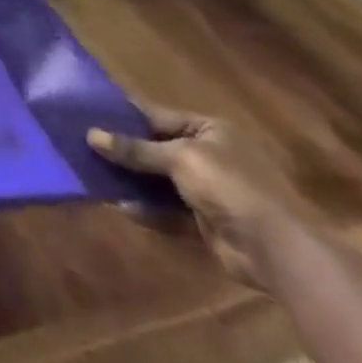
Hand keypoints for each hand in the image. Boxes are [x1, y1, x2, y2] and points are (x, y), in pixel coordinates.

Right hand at [88, 103, 318, 289]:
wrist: (278, 250)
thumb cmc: (230, 186)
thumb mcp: (178, 158)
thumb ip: (135, 148)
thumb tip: (91, 136)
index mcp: (210, 131)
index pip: (157, 116)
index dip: (123, 114)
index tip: (87, 112)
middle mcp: (210, 156)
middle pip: (155, 148)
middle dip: (123, 150)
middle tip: (82, 145)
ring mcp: (209, 190)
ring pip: (158, 180)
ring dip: (131, 180)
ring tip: (94, 175)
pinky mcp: (206, 221)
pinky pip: (168, 210)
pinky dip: (147, 209)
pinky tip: (121, 207)